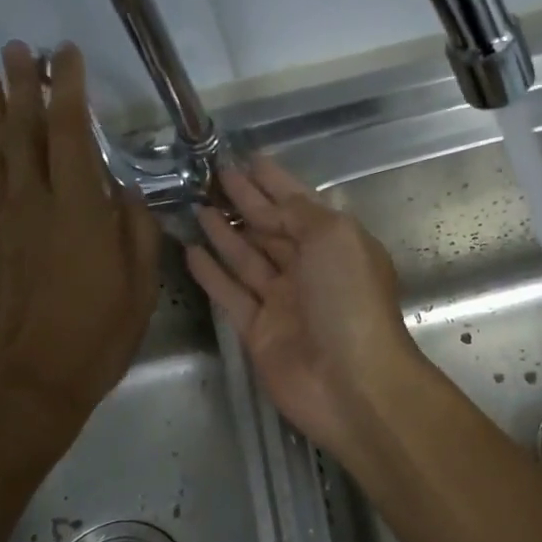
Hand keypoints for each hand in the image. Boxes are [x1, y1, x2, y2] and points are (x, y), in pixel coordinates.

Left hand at [0, 41, 160, 443]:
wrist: (24, 389)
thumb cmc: (95, 339)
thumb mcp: (139, 288)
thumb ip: (136, 232)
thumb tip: (126, 193)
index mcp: (78, 210)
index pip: (69, 133)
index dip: (67, 90)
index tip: (65, 56)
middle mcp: (30, 206)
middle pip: (23, 134)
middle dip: (22, 88)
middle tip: (16, 50)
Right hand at [185, 157, 419, 456]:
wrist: (351, 382)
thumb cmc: (349, 300)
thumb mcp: (334, 237)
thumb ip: (300, 213)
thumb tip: (275, 201)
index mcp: (336, 245)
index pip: (299, 205)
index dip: (274, 182)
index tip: (246, 158)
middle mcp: (310, 271)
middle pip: (272, 230)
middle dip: (246, 203)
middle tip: (212, 176)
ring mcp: (283, 303)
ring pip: (248, 260)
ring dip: (225, 234)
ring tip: (197, 206)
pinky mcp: (259, 332)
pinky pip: (230, 296)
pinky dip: (212, 275)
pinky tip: (190, 251)